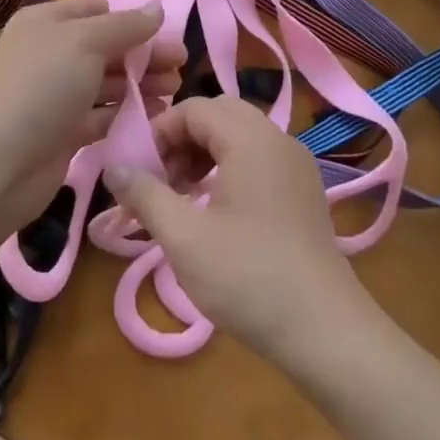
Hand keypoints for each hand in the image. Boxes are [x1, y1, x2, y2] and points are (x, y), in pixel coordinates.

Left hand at [0, 0, 183, 237]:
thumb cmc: (41, 87)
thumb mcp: (84, 42)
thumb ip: (125, 26)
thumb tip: (157, 8)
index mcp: (47, 23)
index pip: (97, 10)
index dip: (131, 18)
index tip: (168, 31)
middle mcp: (51, 54)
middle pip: (107, 46)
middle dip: (144, 53)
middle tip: (181, 64)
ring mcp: (57, 95)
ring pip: (107, 81)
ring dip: (141, 83)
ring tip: (174, 89)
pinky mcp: (65, 131)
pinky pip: (103, 114)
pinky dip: (127, 112)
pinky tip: (156, 114)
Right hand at [102, 96, 372, 360]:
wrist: (325, 331)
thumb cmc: (248, 278)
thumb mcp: (184, 237)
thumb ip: (145, 194)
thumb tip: (113, 168)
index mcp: (250, 139)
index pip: (194, 108)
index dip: (159, 132)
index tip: (139, 172)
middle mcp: (278, 140)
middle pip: (219, 115)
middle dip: (182, 139)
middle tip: (161, 180)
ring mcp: (296, 165)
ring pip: (240, 136)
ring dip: (204, 153)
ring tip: (182, 196)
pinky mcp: (304, 191)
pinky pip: (259, 158)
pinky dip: (229, 168)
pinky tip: (215, 210)